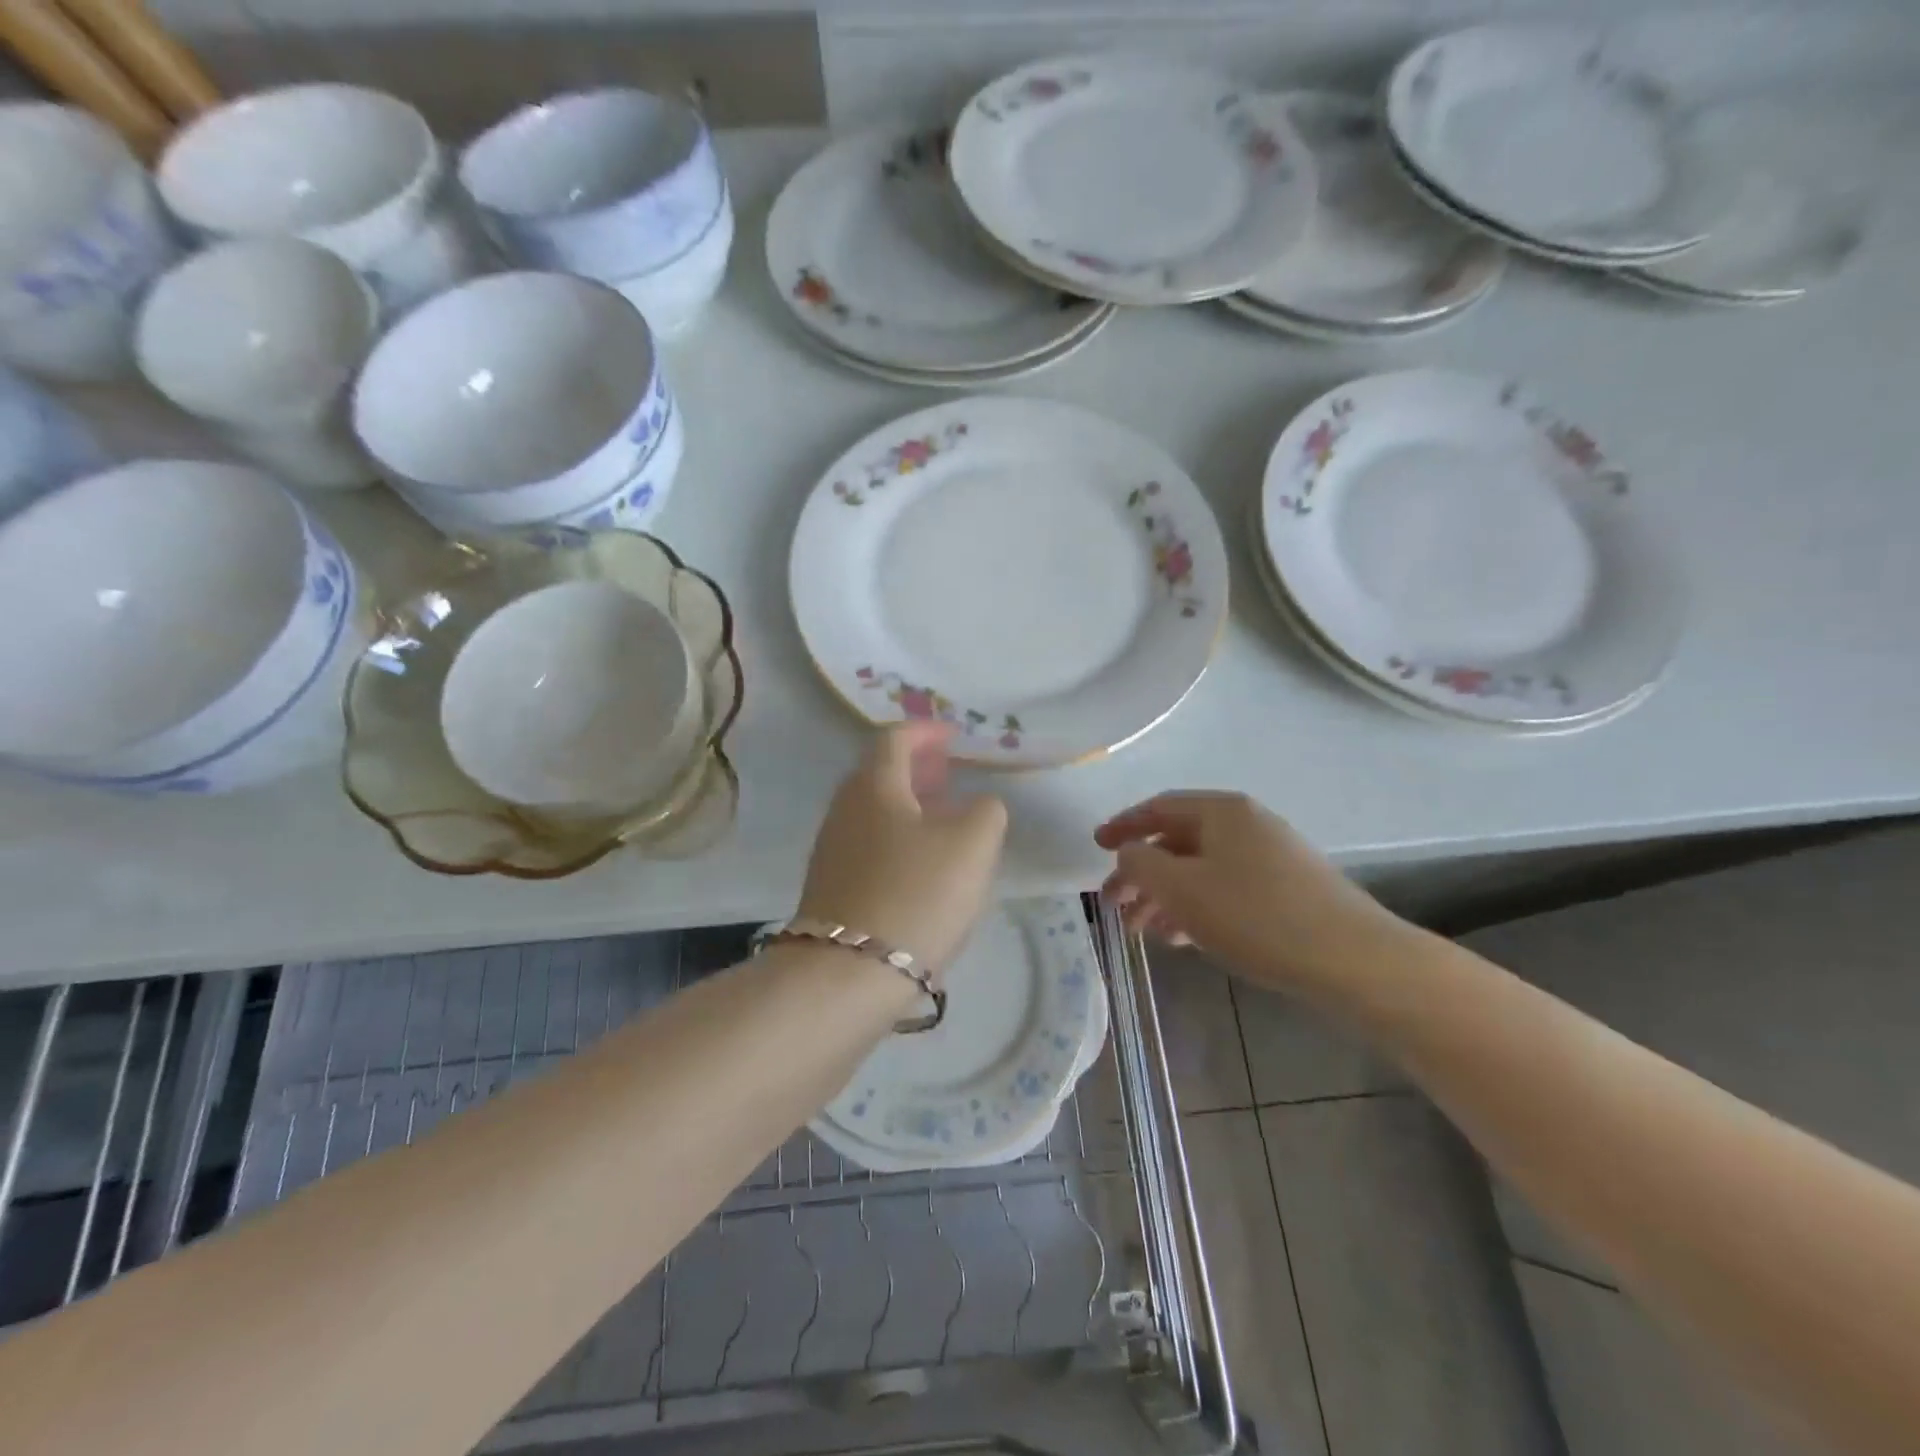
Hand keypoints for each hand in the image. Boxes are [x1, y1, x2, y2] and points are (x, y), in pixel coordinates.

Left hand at [798, 722, 1008, 968]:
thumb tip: (978, 806)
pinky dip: (897, 837)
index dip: (926, 732)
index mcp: (875, 785)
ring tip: (943, 821)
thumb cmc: (917, 894)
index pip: (895, 738)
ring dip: (908, 805)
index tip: (953, 737)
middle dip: (917, 768)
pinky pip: (868, 843)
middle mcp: (845, 808)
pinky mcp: (831, 886)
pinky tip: (921, 865)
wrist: (848, 973)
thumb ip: (986, 811)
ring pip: (874, 811)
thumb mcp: (973, 844)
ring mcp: (832, 849)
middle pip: (880, 773)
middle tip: (950, 775)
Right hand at [1096, 792, 1405, 992]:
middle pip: (1179, 840)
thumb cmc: (1255, 916)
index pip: (1158, 807)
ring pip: (1202, 869)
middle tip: (1115, 906)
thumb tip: (1130, 851)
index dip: (1123, 826)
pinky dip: (1198, 906)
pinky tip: (1185, 937)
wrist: (1352, 959)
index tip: (1095, 846)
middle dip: (1142, 873)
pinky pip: (1227, 888)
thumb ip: (1142, 863)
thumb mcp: (1182, 888)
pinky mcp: (1288, 889)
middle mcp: (1247, 824)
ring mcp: (1272, 856)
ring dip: (1167, 896)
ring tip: (1146, 931)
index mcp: (1221, 811)